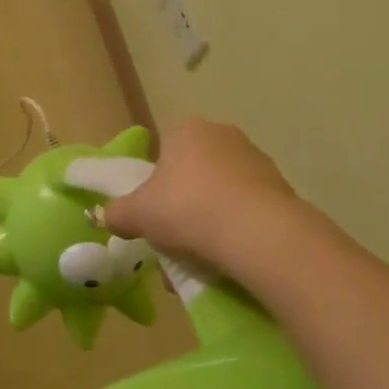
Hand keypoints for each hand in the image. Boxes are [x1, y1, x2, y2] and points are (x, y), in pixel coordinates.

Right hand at [102, 117, 313, 282]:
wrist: (258, 232)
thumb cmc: (187, 208)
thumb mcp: (137, 214)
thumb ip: (117, 213)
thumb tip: (107, 216)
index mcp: (187, 130)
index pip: (165, 151)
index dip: (157, 184)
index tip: (156, 214)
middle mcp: (223, 135)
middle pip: (194, 173)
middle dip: (185, 205)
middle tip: (175, 239)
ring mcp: (256, 160)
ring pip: (222, 193)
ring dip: (211, 220)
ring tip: (202, 259)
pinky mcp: (281, 188)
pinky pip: (248, 210)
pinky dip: (237, 230)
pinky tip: (229, 258)